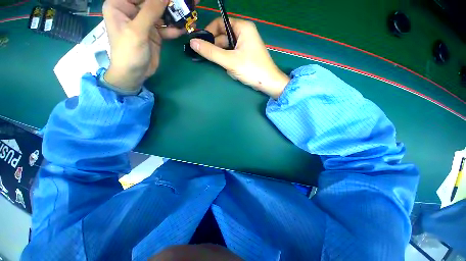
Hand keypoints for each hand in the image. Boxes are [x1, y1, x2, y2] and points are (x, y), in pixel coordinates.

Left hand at [102, 0, 187, 89]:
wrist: (135, 74)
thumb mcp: (137, 30)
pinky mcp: (154, 33)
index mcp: (120, 5)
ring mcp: (145, 22)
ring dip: (174, 15)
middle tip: (184, 3)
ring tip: (188, 14)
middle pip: (152, 2)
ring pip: (161, 13)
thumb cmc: (128, 52)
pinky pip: (166, 27)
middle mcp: (132, 10)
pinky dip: (174, 29)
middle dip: (167, 3)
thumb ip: (150, 11)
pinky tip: (184, 29)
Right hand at [190, 18, 289, 98]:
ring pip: (227, 48)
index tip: (201, 44)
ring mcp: (245, 45)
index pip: (220, 23)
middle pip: (223, 37)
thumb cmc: (251, 69)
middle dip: (218, 50)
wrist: (268, 83)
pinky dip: (230, 63)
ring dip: (224, 59)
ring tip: (228, 68)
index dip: (209, 32)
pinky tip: (234, 71)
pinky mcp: (246, 55)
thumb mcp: (230, 60)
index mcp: (243, 28)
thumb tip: (193, 43)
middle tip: (213, 60)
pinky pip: (232, 56)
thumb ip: (211, 52)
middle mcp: (244, 33)